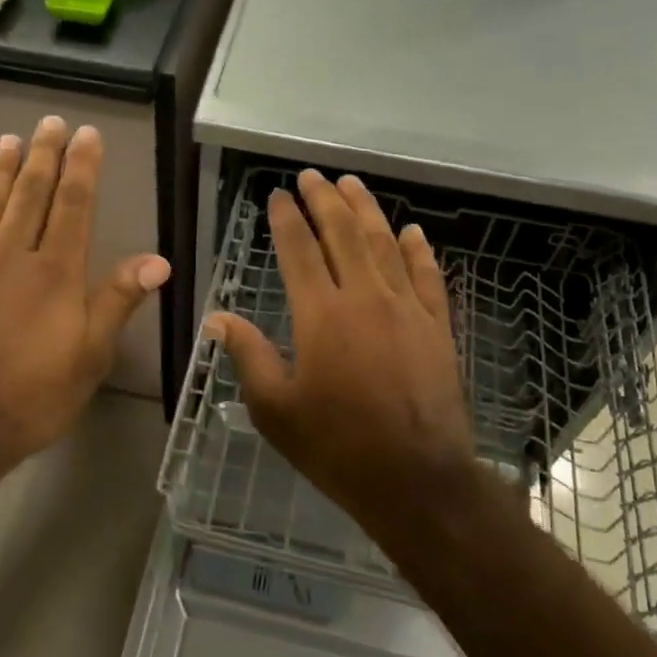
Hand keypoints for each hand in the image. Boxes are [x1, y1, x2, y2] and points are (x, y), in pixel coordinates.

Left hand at [0, 115, 169, 488]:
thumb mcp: (89, 358)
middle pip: (30, 196)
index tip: (86, 134)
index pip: (73, 206)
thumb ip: (117, 302)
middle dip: (43, 156)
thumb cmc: (31, 399)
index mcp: (54, 274)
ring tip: (10, 140)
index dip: (81, 168)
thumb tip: (158, 260)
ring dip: (1, 172)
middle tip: (50, 122)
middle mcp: (10, 258)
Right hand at [207, 170, 476, 533]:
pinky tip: (412, 231)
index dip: (286, 218)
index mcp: (321, 315)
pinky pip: (429, 275)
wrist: (415, 480)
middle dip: (324, 199)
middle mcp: (365, 298)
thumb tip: (217, 319)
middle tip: (311, 176)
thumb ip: (248, 356)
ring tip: (352, 183)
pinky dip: (419, 250)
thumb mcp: (275, 409)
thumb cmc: (336, 446)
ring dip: (367, 210)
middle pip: (343, 233)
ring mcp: (407, 308)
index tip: (278, 195)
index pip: (299, 250)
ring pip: (385, 244)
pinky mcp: (438, 326)